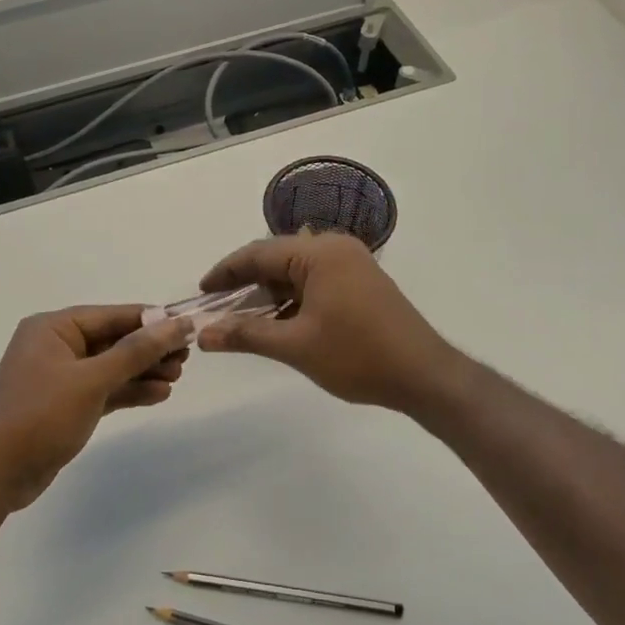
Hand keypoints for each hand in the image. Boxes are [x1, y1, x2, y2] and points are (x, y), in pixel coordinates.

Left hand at [0, 306, 193, 510]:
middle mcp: (56, 346)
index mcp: (54, 328)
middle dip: (149, 349)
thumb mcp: (92, 379)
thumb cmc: (41, 415)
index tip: (188, 326)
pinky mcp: (66, 405)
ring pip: (111, 367)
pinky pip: (104, 390)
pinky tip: (160, 394)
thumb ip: (136, 351)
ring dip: (143, 371)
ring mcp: (60, 377)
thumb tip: (177, 323)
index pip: (112, 315)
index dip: (152, 320)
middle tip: (186, 358)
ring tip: (177, 377)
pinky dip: (129, 391)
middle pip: (113, 340)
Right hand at [197, 233, 455, 413]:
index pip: (257, 253)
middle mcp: (335, 248)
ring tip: (242, 321)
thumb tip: (202, 335)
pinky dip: (292, 300)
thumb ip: (245, 335)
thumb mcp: (295, 346)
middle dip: (245, 285)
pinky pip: (315, 282)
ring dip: (268, 295)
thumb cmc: (357, 356)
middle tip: (217, 310)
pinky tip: (278, 323)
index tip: (200, 293)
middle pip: (276, 259)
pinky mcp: (361, 282)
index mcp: (318, 253)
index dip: (225, 272)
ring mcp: (352, 264)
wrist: (424, 376)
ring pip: (295, 272)